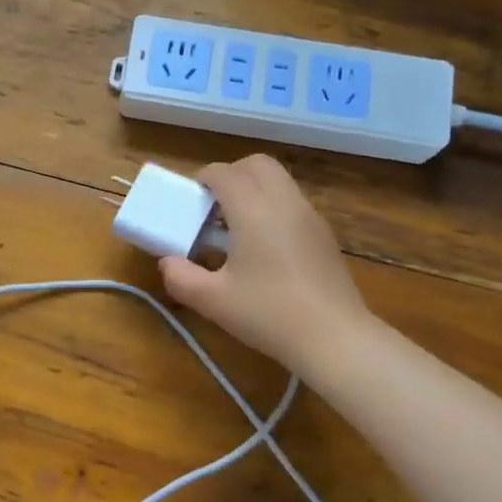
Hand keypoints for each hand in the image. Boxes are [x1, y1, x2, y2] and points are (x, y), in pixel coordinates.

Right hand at [158, 155, 371, 377]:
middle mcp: (284, 201)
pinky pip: (292, 202)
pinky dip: (272, 207)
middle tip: (213, 208)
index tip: (188, 203)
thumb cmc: (268, 314)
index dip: (201, 180)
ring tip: (235, 229)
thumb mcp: (212, 300)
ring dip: (253, 191)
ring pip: (278, 181)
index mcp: (253, 208)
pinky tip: (263, 248)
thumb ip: (181, 276)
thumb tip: (168, 262)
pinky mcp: (324, 234)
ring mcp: (309, 215)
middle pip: (256, 164)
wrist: (334, 337)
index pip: (222, 173)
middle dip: (230, 175)